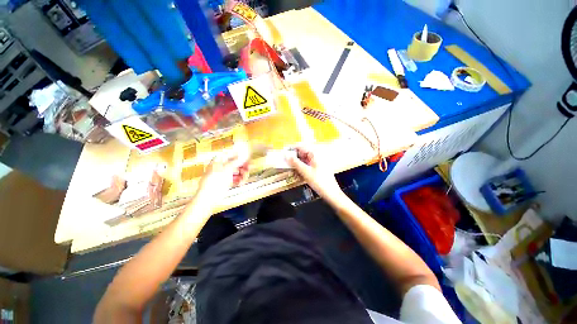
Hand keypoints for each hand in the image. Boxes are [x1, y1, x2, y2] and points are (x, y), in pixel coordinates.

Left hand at [196, 149, 249, 202]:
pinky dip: (240, 180)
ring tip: (244, 178)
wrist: (209, 194)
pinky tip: (241, 183)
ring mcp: (225, 174)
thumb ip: (237, 161)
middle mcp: (222, 166)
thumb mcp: (227, 167)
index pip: (231, 154)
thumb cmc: (214, 179)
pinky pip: (236, 178)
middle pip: (236, 163)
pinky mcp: (227, 181)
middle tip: (248, 169)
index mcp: (219, 160)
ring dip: (242, 174)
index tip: (247, 158)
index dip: (240, 156)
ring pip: (237, 171)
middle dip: (243, 167)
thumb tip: (243, 156)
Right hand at [285, 145, 343, 200]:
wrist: (331, 193)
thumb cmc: (319, 181)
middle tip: (286, 163)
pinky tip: (298, 174)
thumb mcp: (305, 172)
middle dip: (294, 158)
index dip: (291, 148)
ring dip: (297, 164)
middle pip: (302, 152)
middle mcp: (317, 155)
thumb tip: (286, 155)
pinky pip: (307, 164)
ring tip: (292, 170)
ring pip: (304, 159)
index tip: (283, 152)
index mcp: (316, 153)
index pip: (301, 146)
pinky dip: (302, 168)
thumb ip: (295, 162)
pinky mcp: (318, 167)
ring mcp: (318, 161)